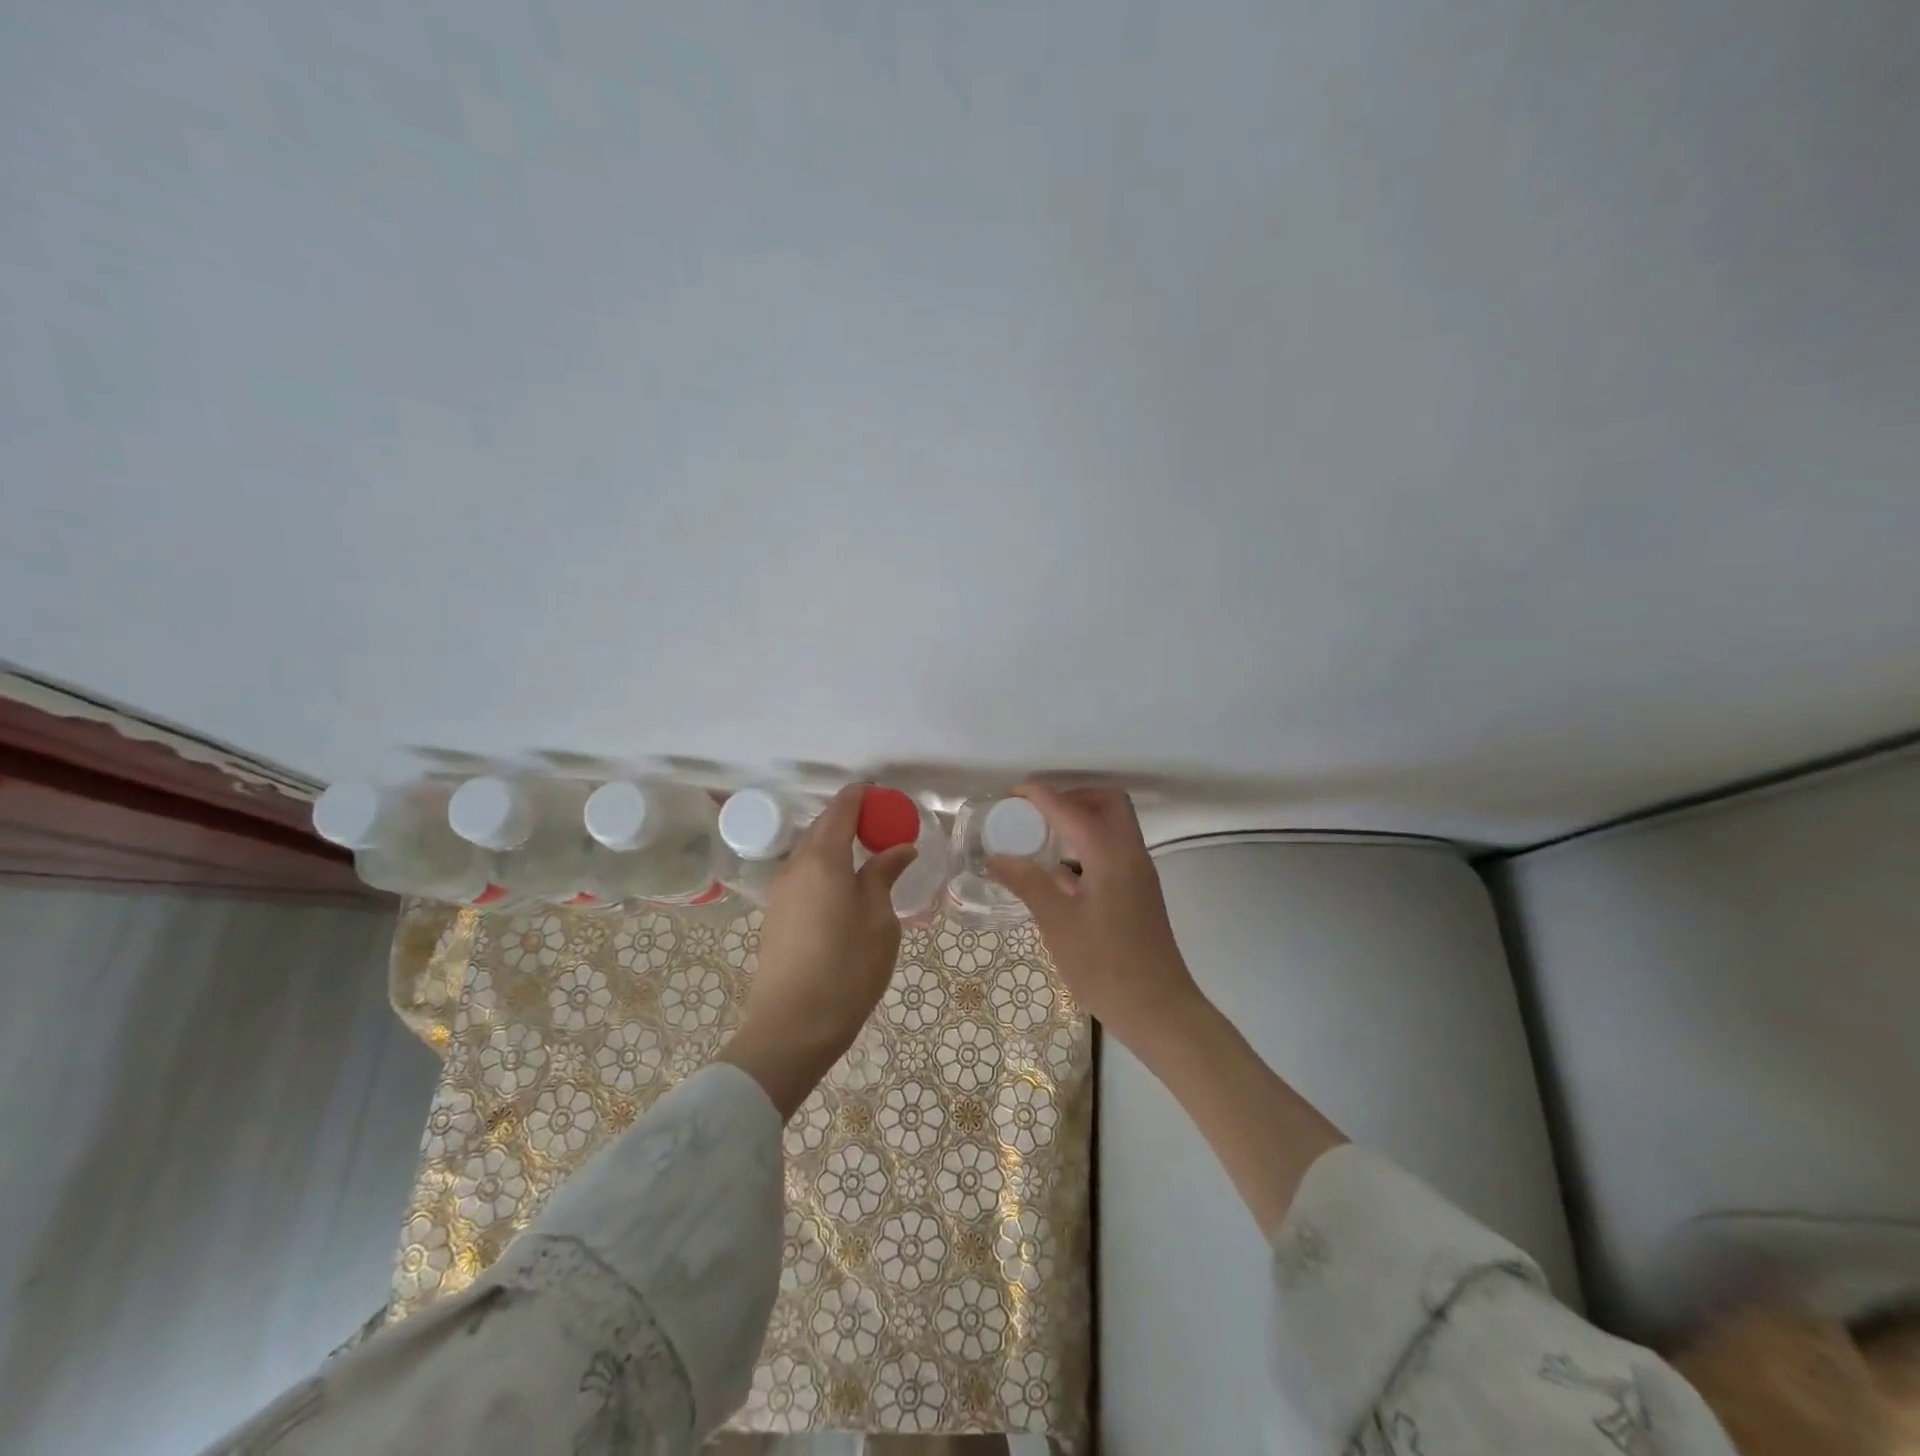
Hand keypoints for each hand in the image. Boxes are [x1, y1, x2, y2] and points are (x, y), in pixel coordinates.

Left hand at [720, 784, 916, 1117]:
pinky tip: (844, 884)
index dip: (862, 796)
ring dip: (836, 843)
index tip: (884, 795)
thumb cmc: (846, 971)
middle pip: (822, 826)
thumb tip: (899, 848)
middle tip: (883, 826)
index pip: (841, 809)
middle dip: (851, 818)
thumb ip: (884, 876)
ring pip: (810, 850)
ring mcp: (780, 890)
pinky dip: (824, 865)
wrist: (791, 1028)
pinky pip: (802, 873)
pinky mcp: (775, 913)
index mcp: (822, 859)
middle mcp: (795, 865)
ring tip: (867, 855)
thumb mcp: (879, 921)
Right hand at [996, 784, 1344, 1234]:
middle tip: (1035, 814)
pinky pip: (1114, 847)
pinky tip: (1060, 871)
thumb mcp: (1058, 924)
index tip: (1010, 795)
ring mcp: (1139, 871)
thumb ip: (1028, 883)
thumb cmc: (1105, 967)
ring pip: (1114, 824)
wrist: (1159, 1009)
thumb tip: (998, 855)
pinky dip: (1088, 842)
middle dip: (1070, 797)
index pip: (1070, 808)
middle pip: (1106, 801)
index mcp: (1109, 854)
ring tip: (1042, 837)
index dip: (1039, 795)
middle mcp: (1130, 853)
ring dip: (1081, 818)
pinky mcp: (1140, 890)